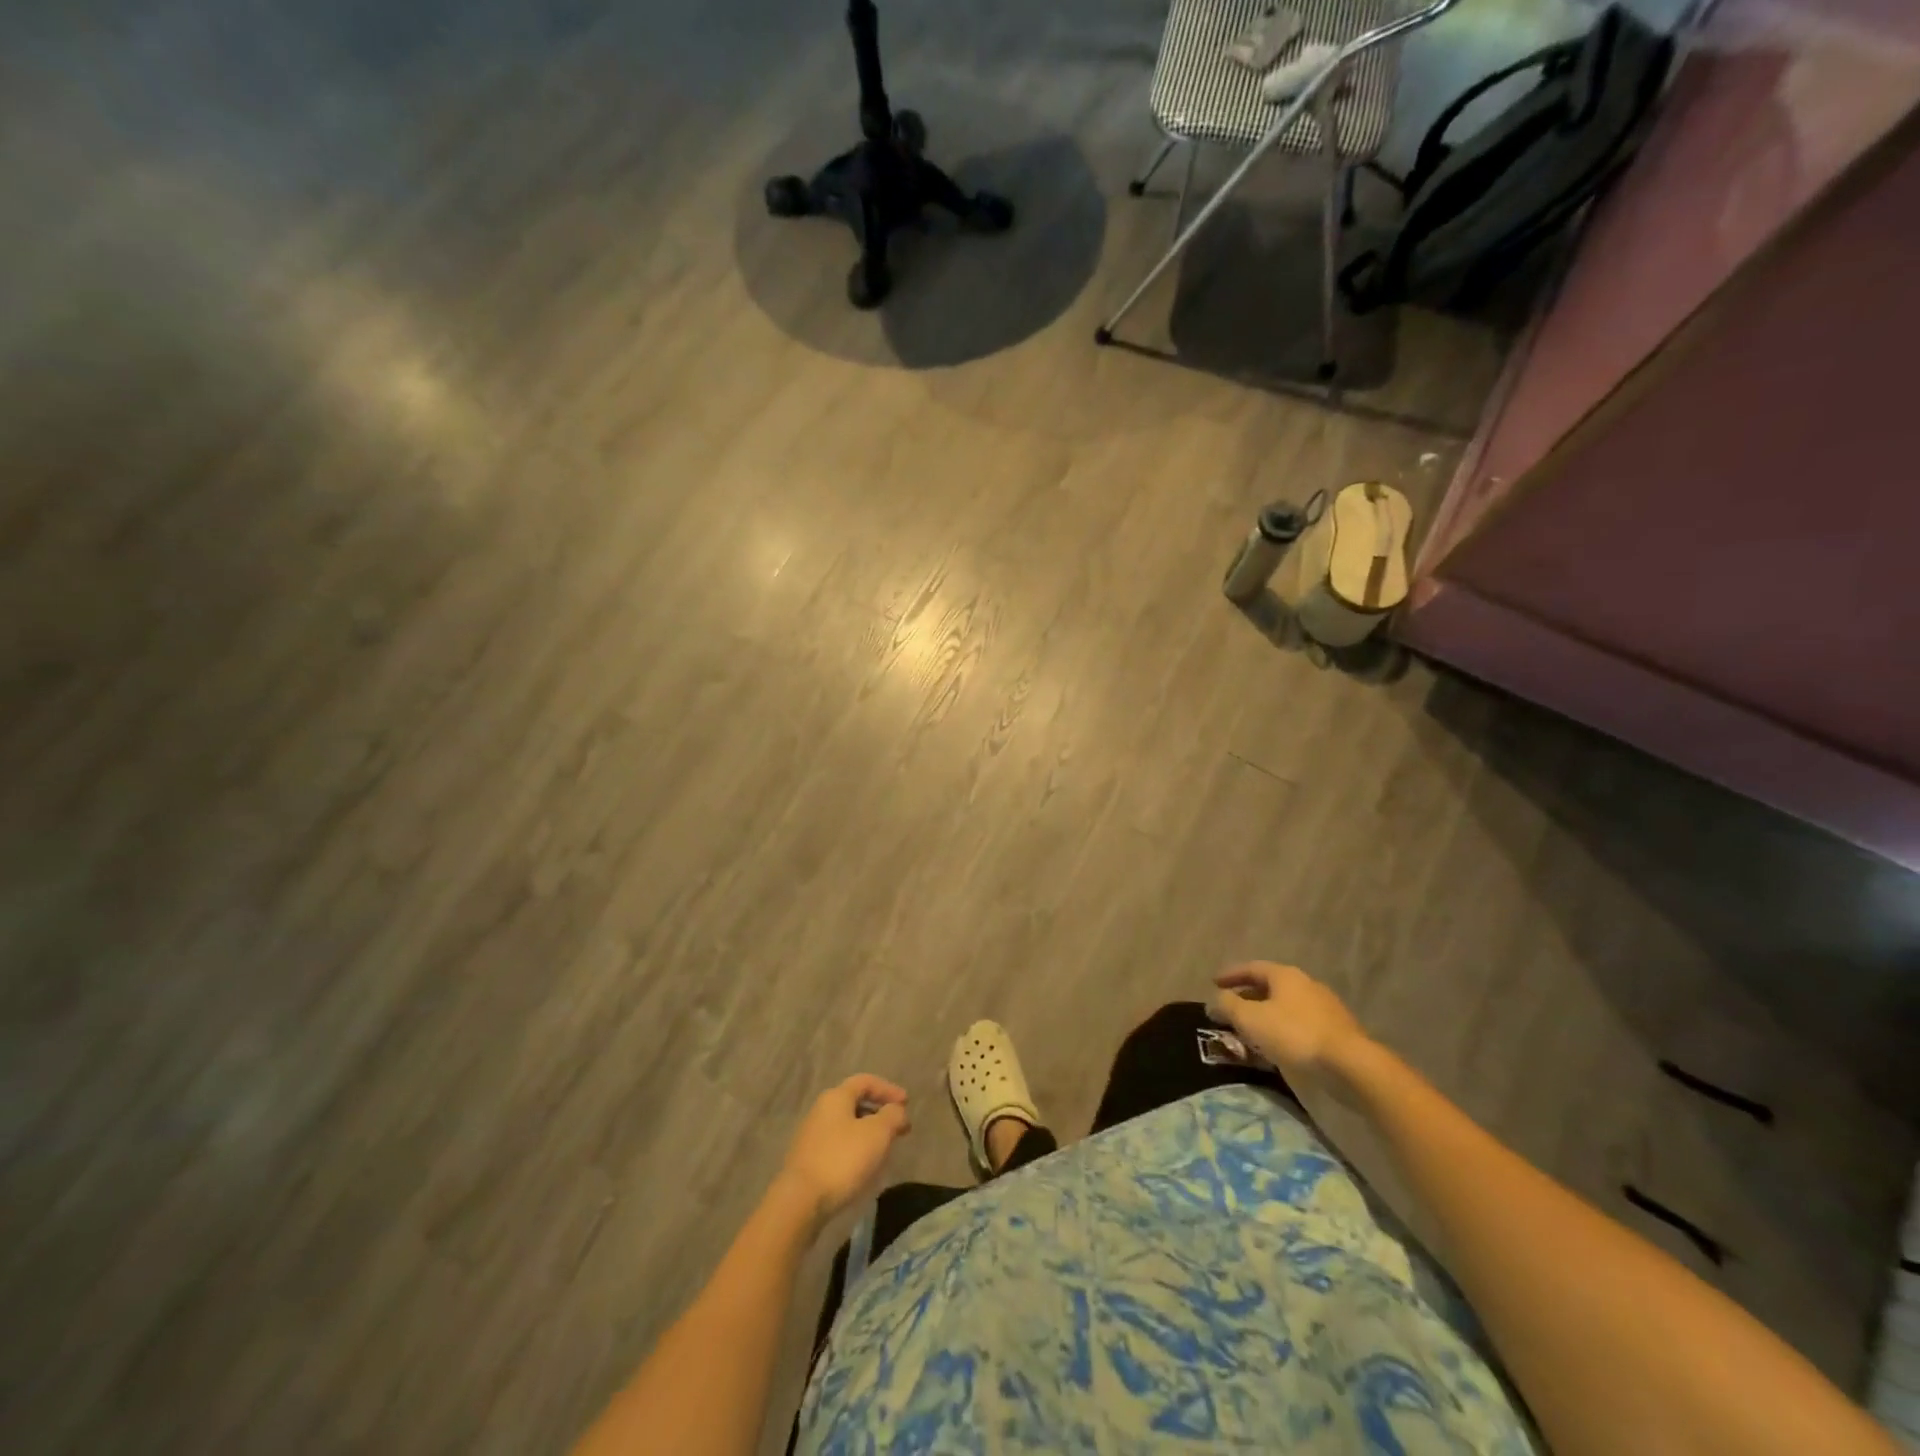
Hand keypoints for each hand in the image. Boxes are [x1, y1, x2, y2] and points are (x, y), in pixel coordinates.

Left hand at [777, 1075, 910, 1226]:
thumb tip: (897, 1111)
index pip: (865, 1082)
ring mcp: (811, 1136)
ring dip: (868, 1134)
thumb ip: (892, 1116)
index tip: (907, 1103)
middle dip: (879, 1114)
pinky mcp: (808, 1161)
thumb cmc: (842, 1159)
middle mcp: (821, 1110)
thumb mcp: (877, 1134)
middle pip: (855, 1103)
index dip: (888, 1089)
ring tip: (885, 1151)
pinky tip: (864, 1168)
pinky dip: (856, 1150)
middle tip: (898, 1129)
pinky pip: (838, 1146)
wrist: (800, 1202)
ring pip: (847, 1126)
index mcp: (836, 1097)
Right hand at [1209, 962, 1370, 1089]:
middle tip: (1231, 1009)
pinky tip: (1277, 1047)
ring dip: (1266, 1015)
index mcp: (1285, 976)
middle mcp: (1306, 985)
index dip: (1231, 974)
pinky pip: (1300, 1025)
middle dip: (1248, 997)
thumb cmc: (1294, 1035)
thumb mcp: (1250, 1019)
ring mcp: (1325, 1008)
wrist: (1350, 1066)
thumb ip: (1228, 1006)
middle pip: (1270, 986)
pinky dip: (1283, 1030)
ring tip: (1251, 1031)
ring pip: (1286, 1007)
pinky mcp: (1337, 1032)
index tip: (1214, 982)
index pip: (1252, 967)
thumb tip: (1215, 1000)